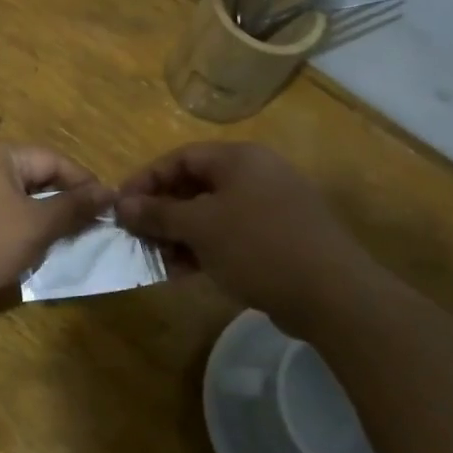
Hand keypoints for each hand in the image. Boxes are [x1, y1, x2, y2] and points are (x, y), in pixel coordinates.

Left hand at [0, 143, 113, 303]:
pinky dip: (11, 231)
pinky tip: (20, 255)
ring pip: (12, 200)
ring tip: (57, 246)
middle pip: (32, 177)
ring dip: (36, 221)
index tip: (109, 210)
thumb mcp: (35, 225)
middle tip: (85, 231)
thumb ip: (73, 207)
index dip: (84, 183)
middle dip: (60, 204)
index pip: (53, 160)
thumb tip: (108, 192)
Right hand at [115, 142, 387, 333]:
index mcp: (239, 159)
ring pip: (211, 215)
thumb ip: (158, 213)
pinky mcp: (278, 239)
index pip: (181, 158)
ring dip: (180, 235)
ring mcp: (270, 208)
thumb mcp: (200, 227)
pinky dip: (205, 249)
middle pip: (195, 186)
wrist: (332, 294)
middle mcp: (256, 175)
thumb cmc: (258, 246)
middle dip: (162, 212)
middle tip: (136, 236)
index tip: (120, 206)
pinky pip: (230, 236)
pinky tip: (184, 273)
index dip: (146, 179)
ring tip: (157, 261)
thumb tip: (122, 204)